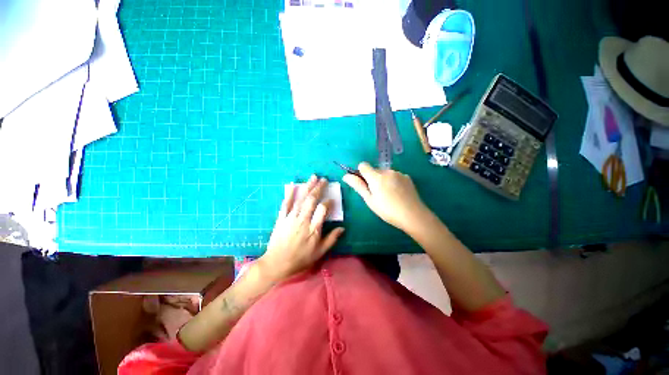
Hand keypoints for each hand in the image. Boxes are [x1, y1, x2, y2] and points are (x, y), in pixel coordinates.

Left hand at [259, 176, 344, 281]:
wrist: (277, 263)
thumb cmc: (301, 259)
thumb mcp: (320, 252)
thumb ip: (332, 239)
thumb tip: (342, 228)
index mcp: (313, 229)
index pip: (323, 210)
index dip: (328, 202)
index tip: (332, 199)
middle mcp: (302, 220)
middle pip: (311, 200)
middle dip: (319, 188)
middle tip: (324, 180)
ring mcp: (290, 218)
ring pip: (300, 199)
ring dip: (307, 187)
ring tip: (313, 177)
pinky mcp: (281, 218)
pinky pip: (285, 204)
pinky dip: (289, 194)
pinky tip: (292, 185)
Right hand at [343, 162, 429, 231]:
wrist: (413, 215)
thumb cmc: (387, 210)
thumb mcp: (370, 200)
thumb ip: (358, 186)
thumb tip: (346, 176)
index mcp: (376, 176)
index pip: (363, 165)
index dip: (361, 173)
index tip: (364, 185)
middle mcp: (387, 171)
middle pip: (374, 170)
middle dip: (372, 178)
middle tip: (377, 194)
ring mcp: (398, 173)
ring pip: (385, 173)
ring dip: (383, 180)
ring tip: (389, 195)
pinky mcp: (407, 177)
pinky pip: (395, 176)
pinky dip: (393, 181)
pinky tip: (398, 193)